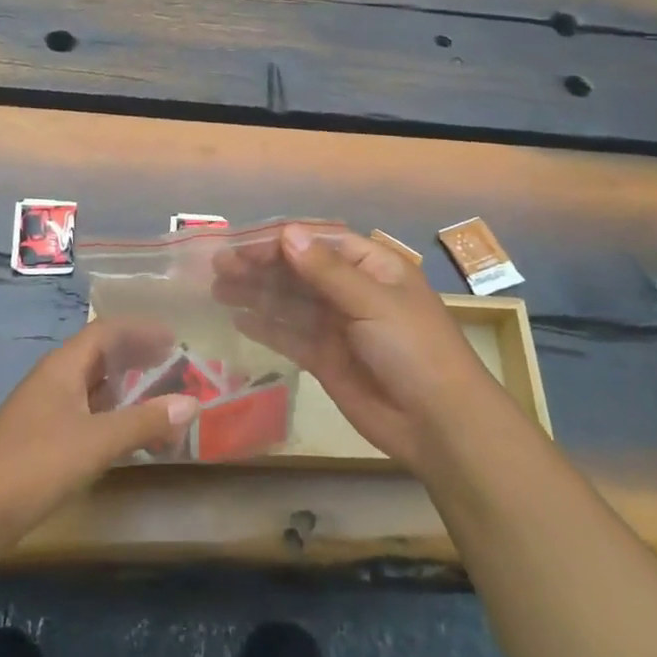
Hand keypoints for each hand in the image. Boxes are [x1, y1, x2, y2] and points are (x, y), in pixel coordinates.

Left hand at [0, 321, 199, 538]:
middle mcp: (54, 380)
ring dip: (126, 390)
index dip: (140, 330)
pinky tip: (128, 436)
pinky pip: (85, 414)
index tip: (174, 337)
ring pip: (93, 387)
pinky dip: (112, 417)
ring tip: (159, 401)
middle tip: (173, 365)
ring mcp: (45, 410)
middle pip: (100, 355)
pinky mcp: (41, 439)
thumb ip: (145, 421)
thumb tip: (192, 403)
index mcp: (63, 367)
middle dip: (136, 357)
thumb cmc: (36, 464)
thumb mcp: (97, 441)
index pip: (106, 331)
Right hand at [210, 224, 503, 474]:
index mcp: (373, 266)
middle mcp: (352, 290)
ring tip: (218, 288)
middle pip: (299, 270)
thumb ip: (326, 271)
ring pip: (289, 302)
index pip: (319, 241)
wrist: (439, 423)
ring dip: (256, 293)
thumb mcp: (373, 301)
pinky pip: (290, 336)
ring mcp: (337, 326)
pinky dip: (265, 326)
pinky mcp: (325, 359)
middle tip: (218, 268)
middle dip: (260, 266)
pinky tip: (238, 319)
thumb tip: (286, 234)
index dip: (280, 241)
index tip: (241, 246)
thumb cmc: (414, 349)